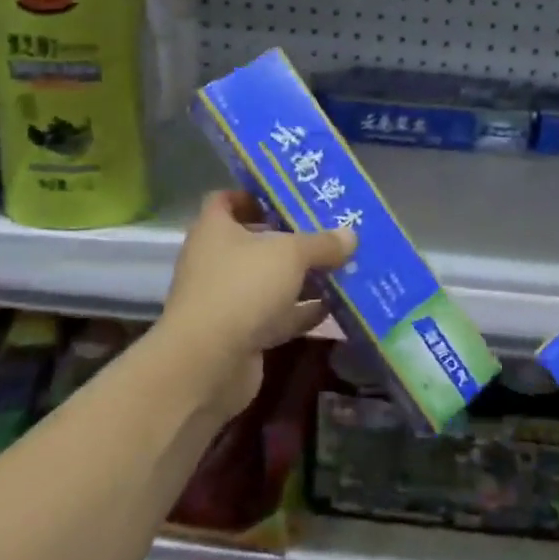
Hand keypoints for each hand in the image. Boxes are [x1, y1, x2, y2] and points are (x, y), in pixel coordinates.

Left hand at [159, 191, 356, 419]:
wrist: (208, 364)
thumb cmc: (243, 288)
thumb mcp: (291, 254)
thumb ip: (322, 243)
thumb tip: (350, 235)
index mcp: (215, 230)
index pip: (227, 200)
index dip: (255, 196)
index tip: (290, 197)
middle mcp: (216, 261)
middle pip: (255, 241)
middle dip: (292, 238)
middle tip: (329, 232)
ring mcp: (227, 300)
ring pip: (269, 281)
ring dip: (301, 277)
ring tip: (341, 267)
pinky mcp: (240, 334)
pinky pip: (276, 315)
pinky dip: (301, 311)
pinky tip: (334, 307)